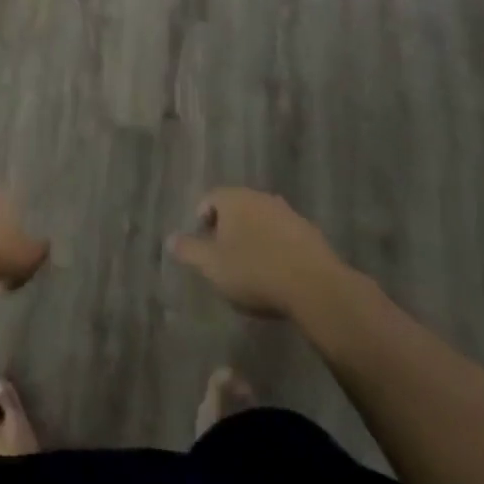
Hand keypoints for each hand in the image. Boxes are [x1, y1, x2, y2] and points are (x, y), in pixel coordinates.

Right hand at [167, 188, 352, 319]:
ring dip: (254, 237)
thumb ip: (188, 250)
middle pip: (237, 207)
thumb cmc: (254, 271)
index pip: (209, 199)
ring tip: (251, 266)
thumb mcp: (211, 266)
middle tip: (224, 256)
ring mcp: (288, 213)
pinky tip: (277, 272)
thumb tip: (169, 239)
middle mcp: (260, 197)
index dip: (202, 221)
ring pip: (261, 220)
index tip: (203, 246)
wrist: (314, 286)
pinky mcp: (310, 233)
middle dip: (228, 228)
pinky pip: (284, 236)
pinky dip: (276, 248)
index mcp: (233, 198)